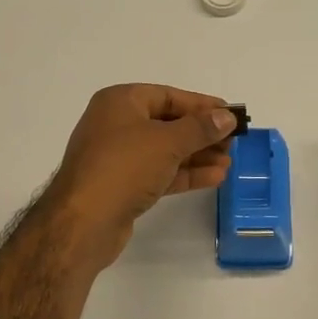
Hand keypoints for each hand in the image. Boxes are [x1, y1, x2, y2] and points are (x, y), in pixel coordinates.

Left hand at [44, 84, 235, 270]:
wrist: (83, 222)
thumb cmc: (124, 167)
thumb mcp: (167, 142)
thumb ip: (200, 128)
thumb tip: (226, 117)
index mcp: (120, 102)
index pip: (168, 96)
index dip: (201, 104)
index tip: (230, 113)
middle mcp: (116, 124)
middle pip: (168, 123)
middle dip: (201, 133)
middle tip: (233, 141)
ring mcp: (118, 157)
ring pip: (165, 150)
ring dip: (197, 155)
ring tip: (229, 162)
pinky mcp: (122, 185)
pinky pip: (159, 172)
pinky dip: (184, 173)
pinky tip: (214, 178)